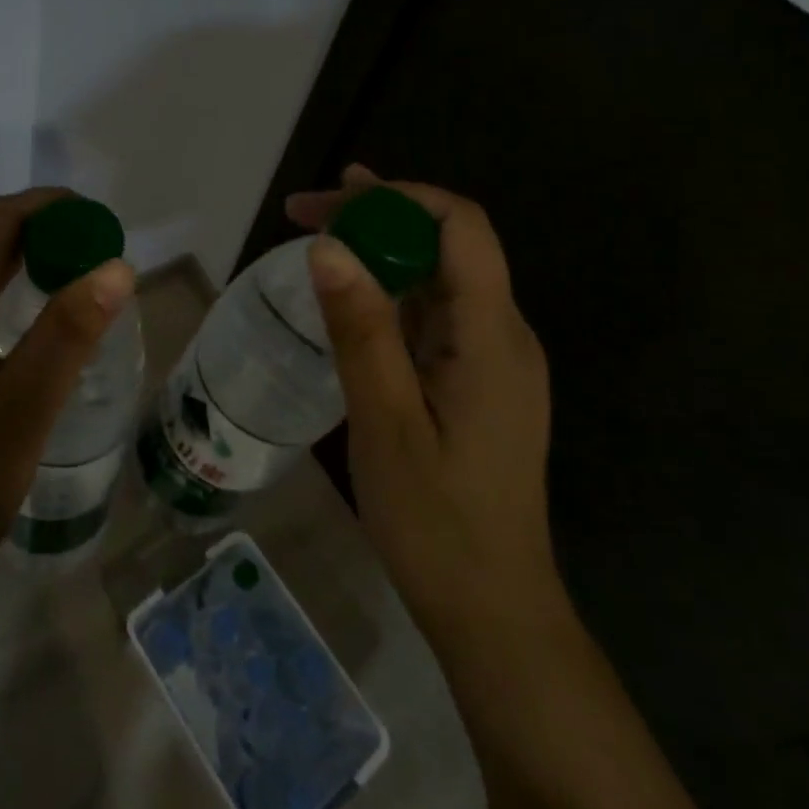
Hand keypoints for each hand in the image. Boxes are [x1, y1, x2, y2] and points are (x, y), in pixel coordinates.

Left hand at [0, 188, 134, 632]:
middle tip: (96, 249)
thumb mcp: (20, 414)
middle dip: (37, 225)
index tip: (102, 224)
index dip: (48, 208)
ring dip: (20, 252)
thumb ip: (67, 335)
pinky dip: (2, 283)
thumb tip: (116, 266)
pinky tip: (33, 315)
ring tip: (76, 272)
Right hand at [286, 166, 554, 637]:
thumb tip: (328, 246)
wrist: (492, 611)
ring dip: (382, 249)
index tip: (333, 199)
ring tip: (317, 235)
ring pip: (440, 277)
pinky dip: (390, 289)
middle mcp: (503, 334)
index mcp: (492, 336)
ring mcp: (494, 359)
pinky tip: (351, 296)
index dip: (400, 197)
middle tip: (305, 211)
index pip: (462, 226)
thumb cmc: (436, 520)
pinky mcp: (478, 381)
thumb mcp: (385, 421)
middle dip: (379, 215)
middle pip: (449, 243)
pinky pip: (436, 314)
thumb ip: (361, 330)